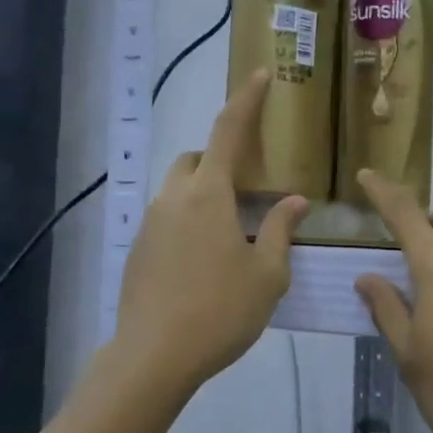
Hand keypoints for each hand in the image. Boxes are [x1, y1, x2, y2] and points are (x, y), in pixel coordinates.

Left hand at [109, 70, 307, 401]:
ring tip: (232, 229)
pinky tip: (206, 260)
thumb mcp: (267, 273)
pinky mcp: (138, 251)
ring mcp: (151, 225)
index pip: (229, 132)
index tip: (260, 74)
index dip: (246, 100)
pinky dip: (189, 220)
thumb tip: (293, 200)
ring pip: (178, 189)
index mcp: (208, 195)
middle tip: (249, 187)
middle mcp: (174, 199)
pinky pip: (167, 218)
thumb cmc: (220, 311)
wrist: (153, 357)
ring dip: (204, 192)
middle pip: (195, 159)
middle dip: (220, 158)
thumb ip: (281, 230)